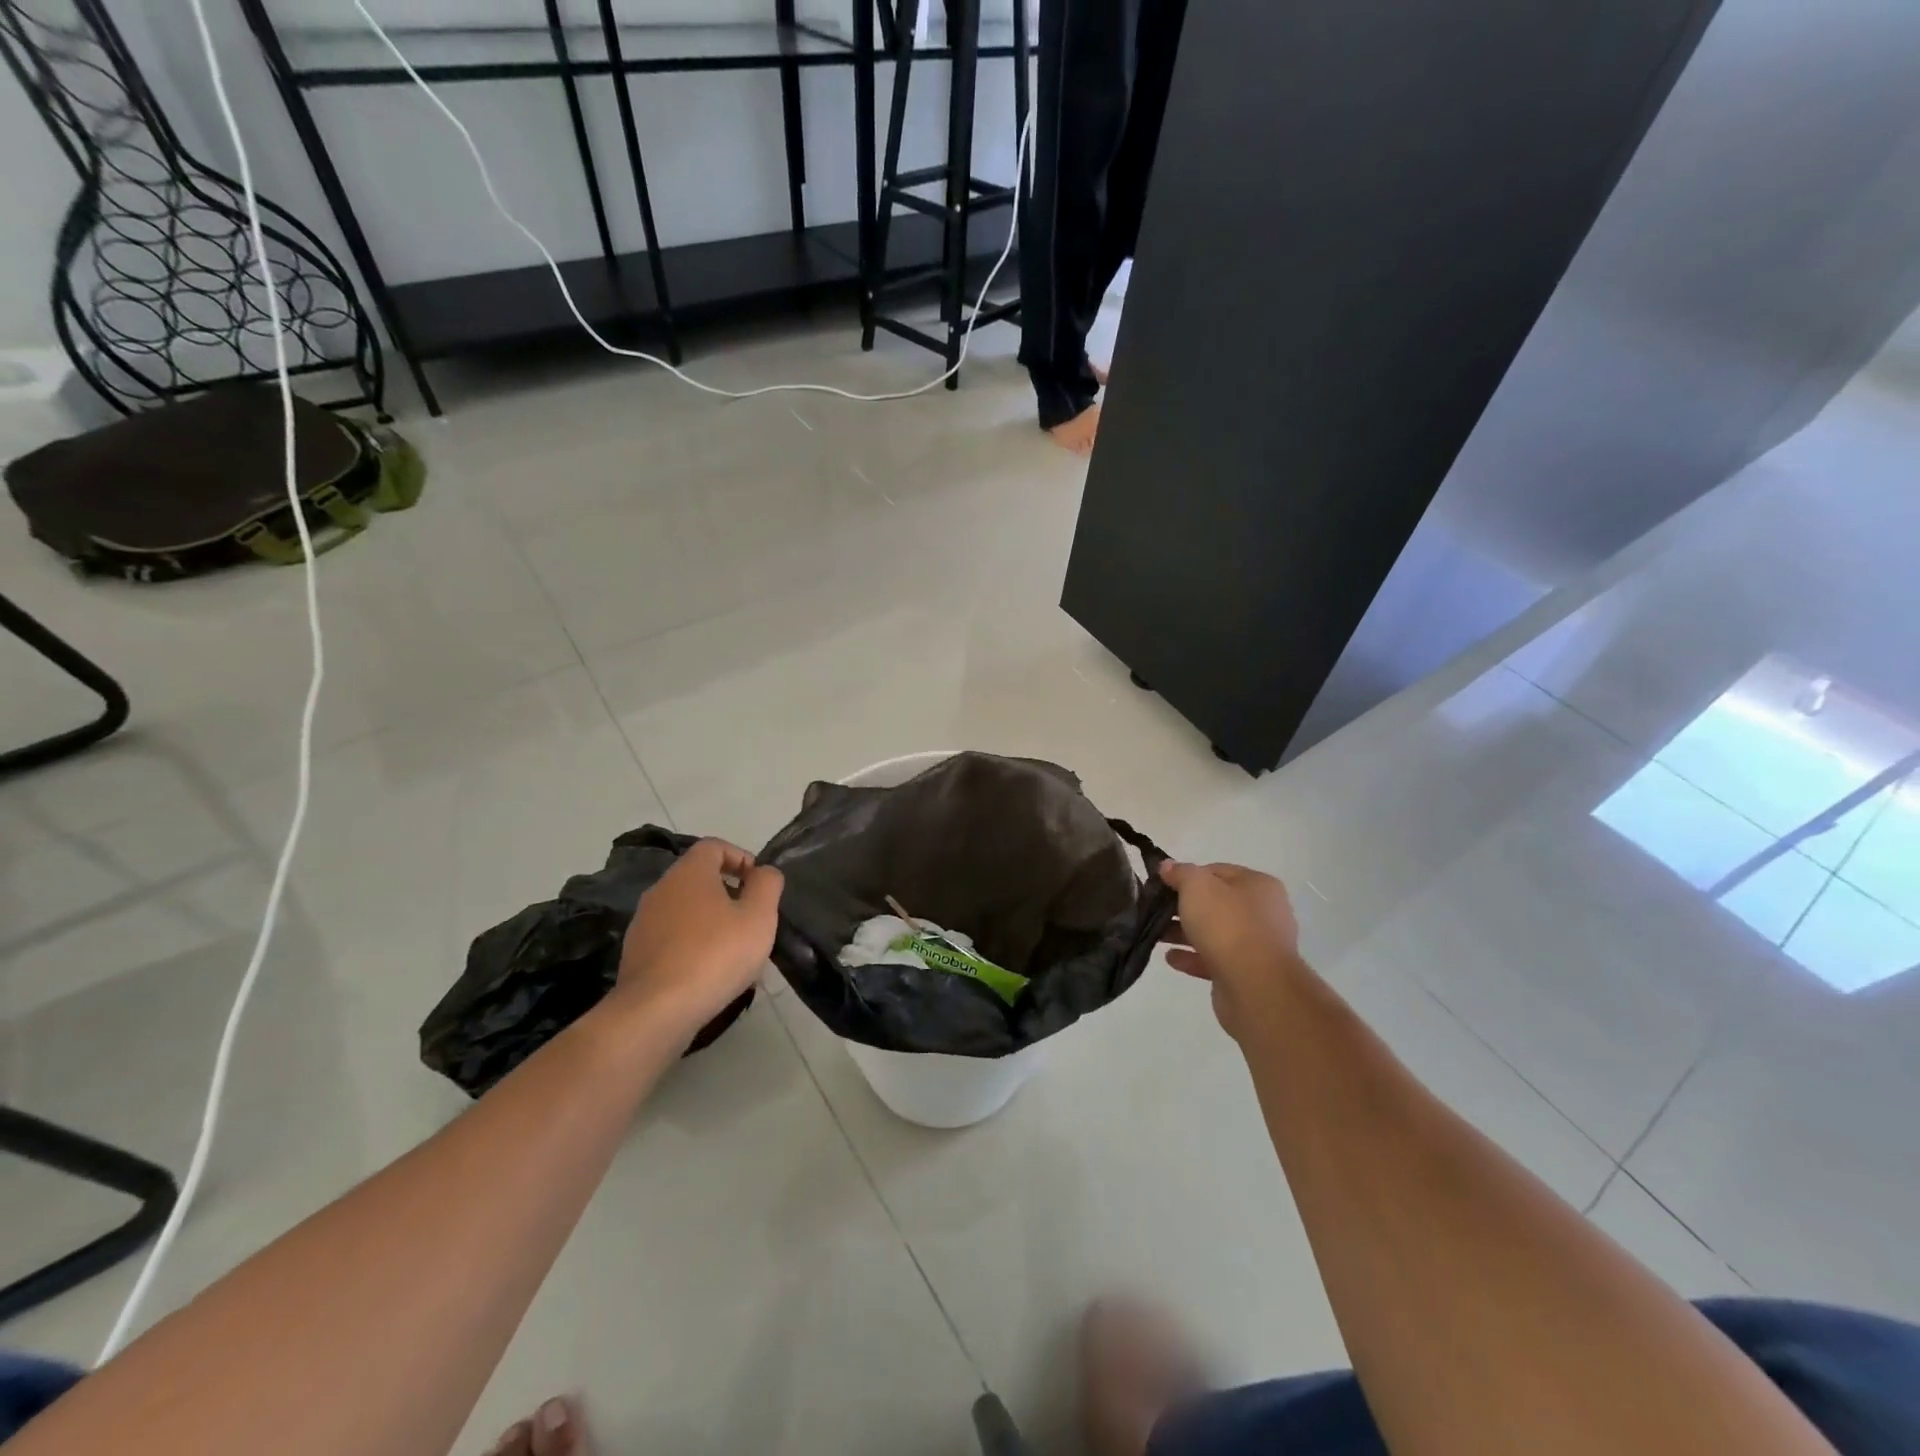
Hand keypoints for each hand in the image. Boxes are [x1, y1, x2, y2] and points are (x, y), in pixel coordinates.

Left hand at [615, 839, 783, 1041]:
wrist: (655, 1010)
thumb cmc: (715, 954)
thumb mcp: (759, 917)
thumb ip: (767, 885)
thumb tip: (764, 872)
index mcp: (689, 872)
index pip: (714, 846)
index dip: (741, 857)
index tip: (759, 884)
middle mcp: (661, 889)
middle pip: (699, 877)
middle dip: (728, 892)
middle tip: (752, 919)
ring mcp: (643, 922)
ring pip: (685, 909)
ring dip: (711, 921)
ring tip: (733, 950)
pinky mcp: (636, 953)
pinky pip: (671, 937)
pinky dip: (692, 944)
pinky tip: (708, 972)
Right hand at [1158, 860, 1301, 1039]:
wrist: (1255, 986)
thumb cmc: (1227, 925)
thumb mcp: (1197, 887)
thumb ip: (1181, 873)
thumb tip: (1167, 866)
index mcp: (1258, 885)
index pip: (1217, 872)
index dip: (1187, 876)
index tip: (1162, 885)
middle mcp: (1263, 912)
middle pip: (1215, 903)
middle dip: (1184, 907)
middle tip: (1155, 910)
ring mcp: (1257, 945)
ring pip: (1214, 933)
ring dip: (1185, 933)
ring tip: (1157, 936)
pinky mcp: (1247, 973)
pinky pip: (1215, 959)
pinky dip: (1192, 957)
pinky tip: (1171, 958)